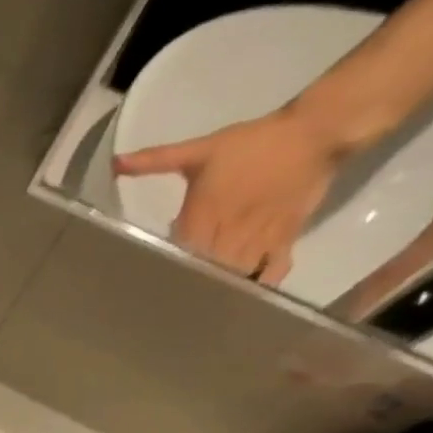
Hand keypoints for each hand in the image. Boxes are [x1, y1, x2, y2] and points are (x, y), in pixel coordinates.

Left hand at [114, 105, 346, 284]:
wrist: (315, 133)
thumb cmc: (251, 143)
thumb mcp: (200, 150)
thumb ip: (157, 159)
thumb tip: (117, 162)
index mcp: (203, 216)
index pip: (177, 255)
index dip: (165, 269)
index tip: (151, 279)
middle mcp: (229, 234)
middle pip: (204, 271)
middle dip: (189, 284)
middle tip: (173, 296)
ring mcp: (259, 239)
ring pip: (235, 276)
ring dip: (219, 288)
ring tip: (202, 300)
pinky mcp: (286, 239)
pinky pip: (272, 272)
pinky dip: (258, 284)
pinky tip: (244, 290)